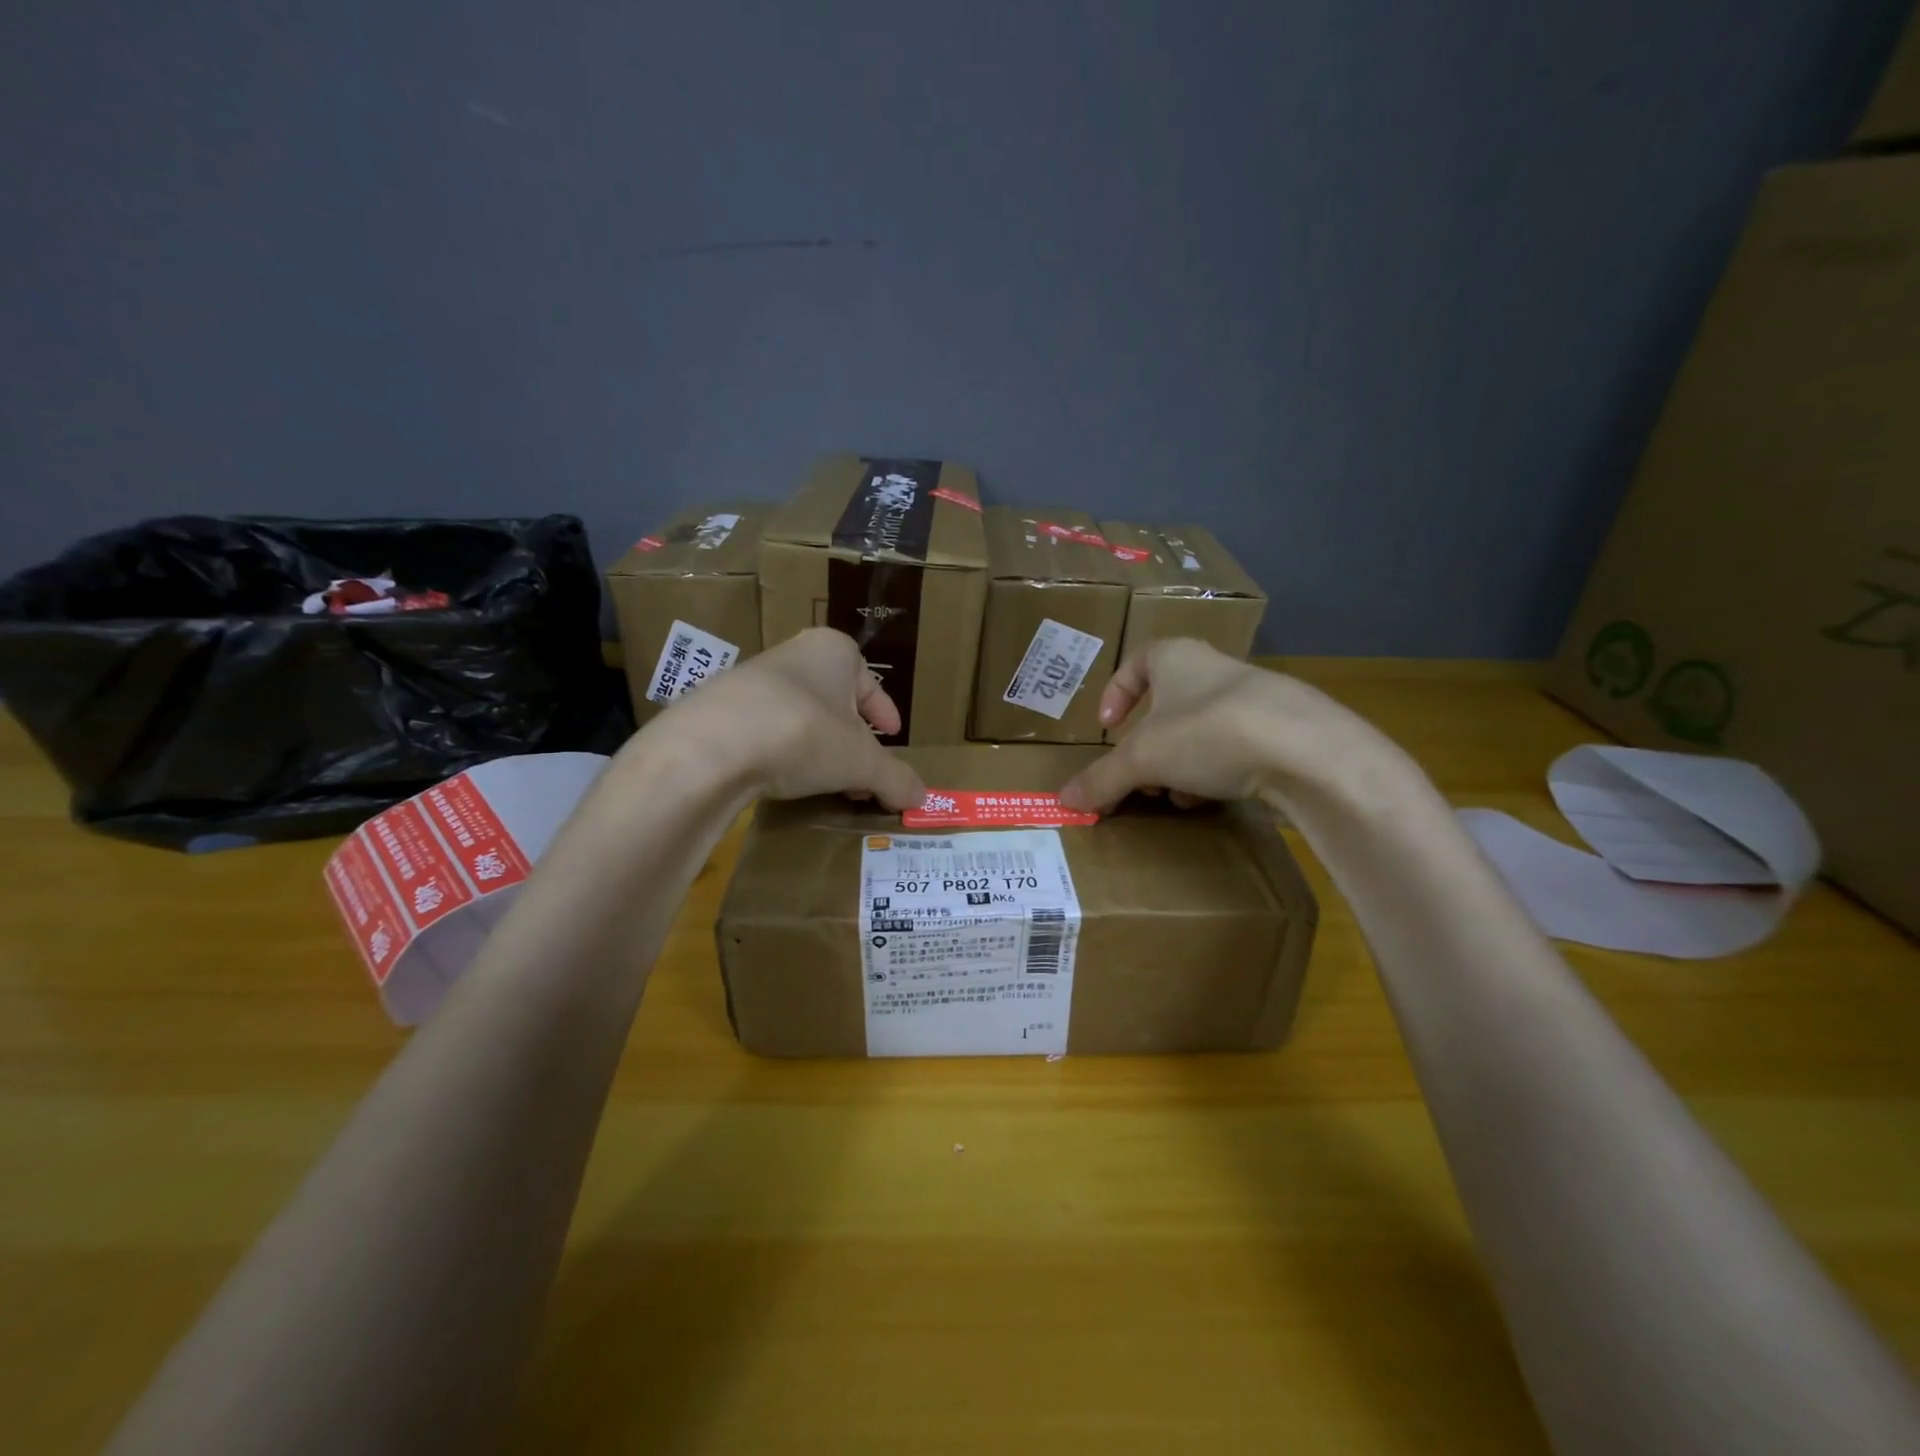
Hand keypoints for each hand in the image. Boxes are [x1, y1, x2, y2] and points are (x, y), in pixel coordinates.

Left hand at [641, 628, 925, 808]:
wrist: (711, 745)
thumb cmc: (804, 734)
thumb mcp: (861, 762)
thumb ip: (895, 778)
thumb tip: (921, 797)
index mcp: (833, 650)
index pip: (869, 682)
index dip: (884, 713)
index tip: (892, 737)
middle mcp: (793, 654)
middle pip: (835, 700)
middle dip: (852, 737)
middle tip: (862, 770)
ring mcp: (750, 679)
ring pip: (800, 715)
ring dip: (818, 747)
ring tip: (826, 781)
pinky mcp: (718, 709)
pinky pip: (765, 730)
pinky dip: (782, 752)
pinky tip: (784, 779)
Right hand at [1057, 638, 1396, 812]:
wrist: (1308, 751)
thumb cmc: (1209, 732)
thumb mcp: (1144, 758)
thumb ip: (1103, 779)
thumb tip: (1064, 800)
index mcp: (1177, 658)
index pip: (1137, 662)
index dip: (1117, 694)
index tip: (1108, 729)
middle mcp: (1216, 670)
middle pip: (1168, 705)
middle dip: (1149, 744)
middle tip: (1140, 776)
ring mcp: (1255, 698)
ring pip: (1201, 729)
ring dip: (1180, 763)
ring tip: (1174, 795)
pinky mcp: (1285, 730)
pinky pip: (1236, 748)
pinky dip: (1216, 771)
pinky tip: (1212, 799)